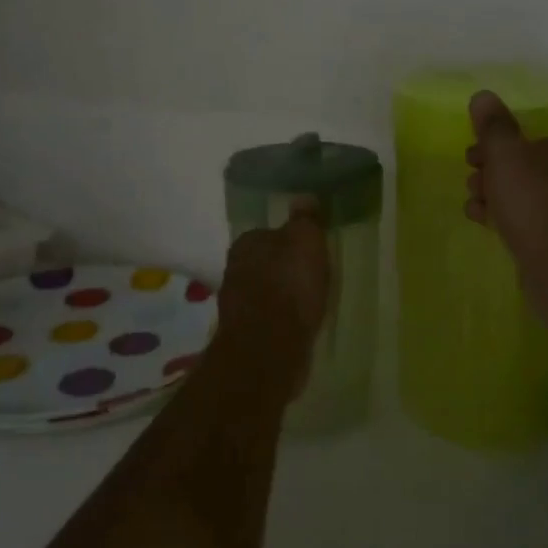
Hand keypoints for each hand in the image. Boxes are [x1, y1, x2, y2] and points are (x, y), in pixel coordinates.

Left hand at [215, 203, 329, 390]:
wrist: (268, 350)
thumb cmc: (289, 286)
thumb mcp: (305, 241)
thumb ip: (305, 219)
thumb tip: (304, 197)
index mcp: (246, 242)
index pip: (268, 233)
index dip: (290, 241)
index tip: (310, 252)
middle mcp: (234, 269)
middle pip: (266, 262)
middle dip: (285, 269)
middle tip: (313, 277)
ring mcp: (237, 304)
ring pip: (266, 292)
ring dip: (283, 296)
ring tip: (309, 304)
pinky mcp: (245, 334)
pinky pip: (269, 318)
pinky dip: (282, 320)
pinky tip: (299, 325)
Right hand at [465, 90, 547, 267]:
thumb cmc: (533, 200)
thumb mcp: (506, 154)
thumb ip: (493, 125)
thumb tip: (482, 95)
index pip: (529, 138)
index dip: (495, 144)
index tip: (472, 156)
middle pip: (524, 165)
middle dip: (491, 171)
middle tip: (471, 180)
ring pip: (523, 193)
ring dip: (494, 194)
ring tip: (474, 203)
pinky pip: (526, 219)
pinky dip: (504, 217)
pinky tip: (483, 221)